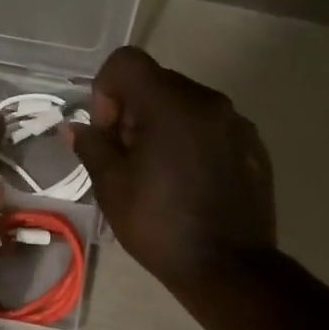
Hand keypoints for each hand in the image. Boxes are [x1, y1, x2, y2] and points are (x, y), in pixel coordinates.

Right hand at [68, 47, 276, 296]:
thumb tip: (75, 128)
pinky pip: (211, 127)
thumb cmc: (160, 226)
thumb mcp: (112, 188)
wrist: (229, 268)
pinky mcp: (253, 145)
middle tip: (127, 158)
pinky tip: (189, 182)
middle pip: (157, 82)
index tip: (109, 133)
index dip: (106, 91)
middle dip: (132, 111)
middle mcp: (207, 101)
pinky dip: (192, 141)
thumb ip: (92, 147)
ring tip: (159, 173)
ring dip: (163, 126)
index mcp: (170, 105)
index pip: (126, 62)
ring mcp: (236, 122)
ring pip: (185, 105)